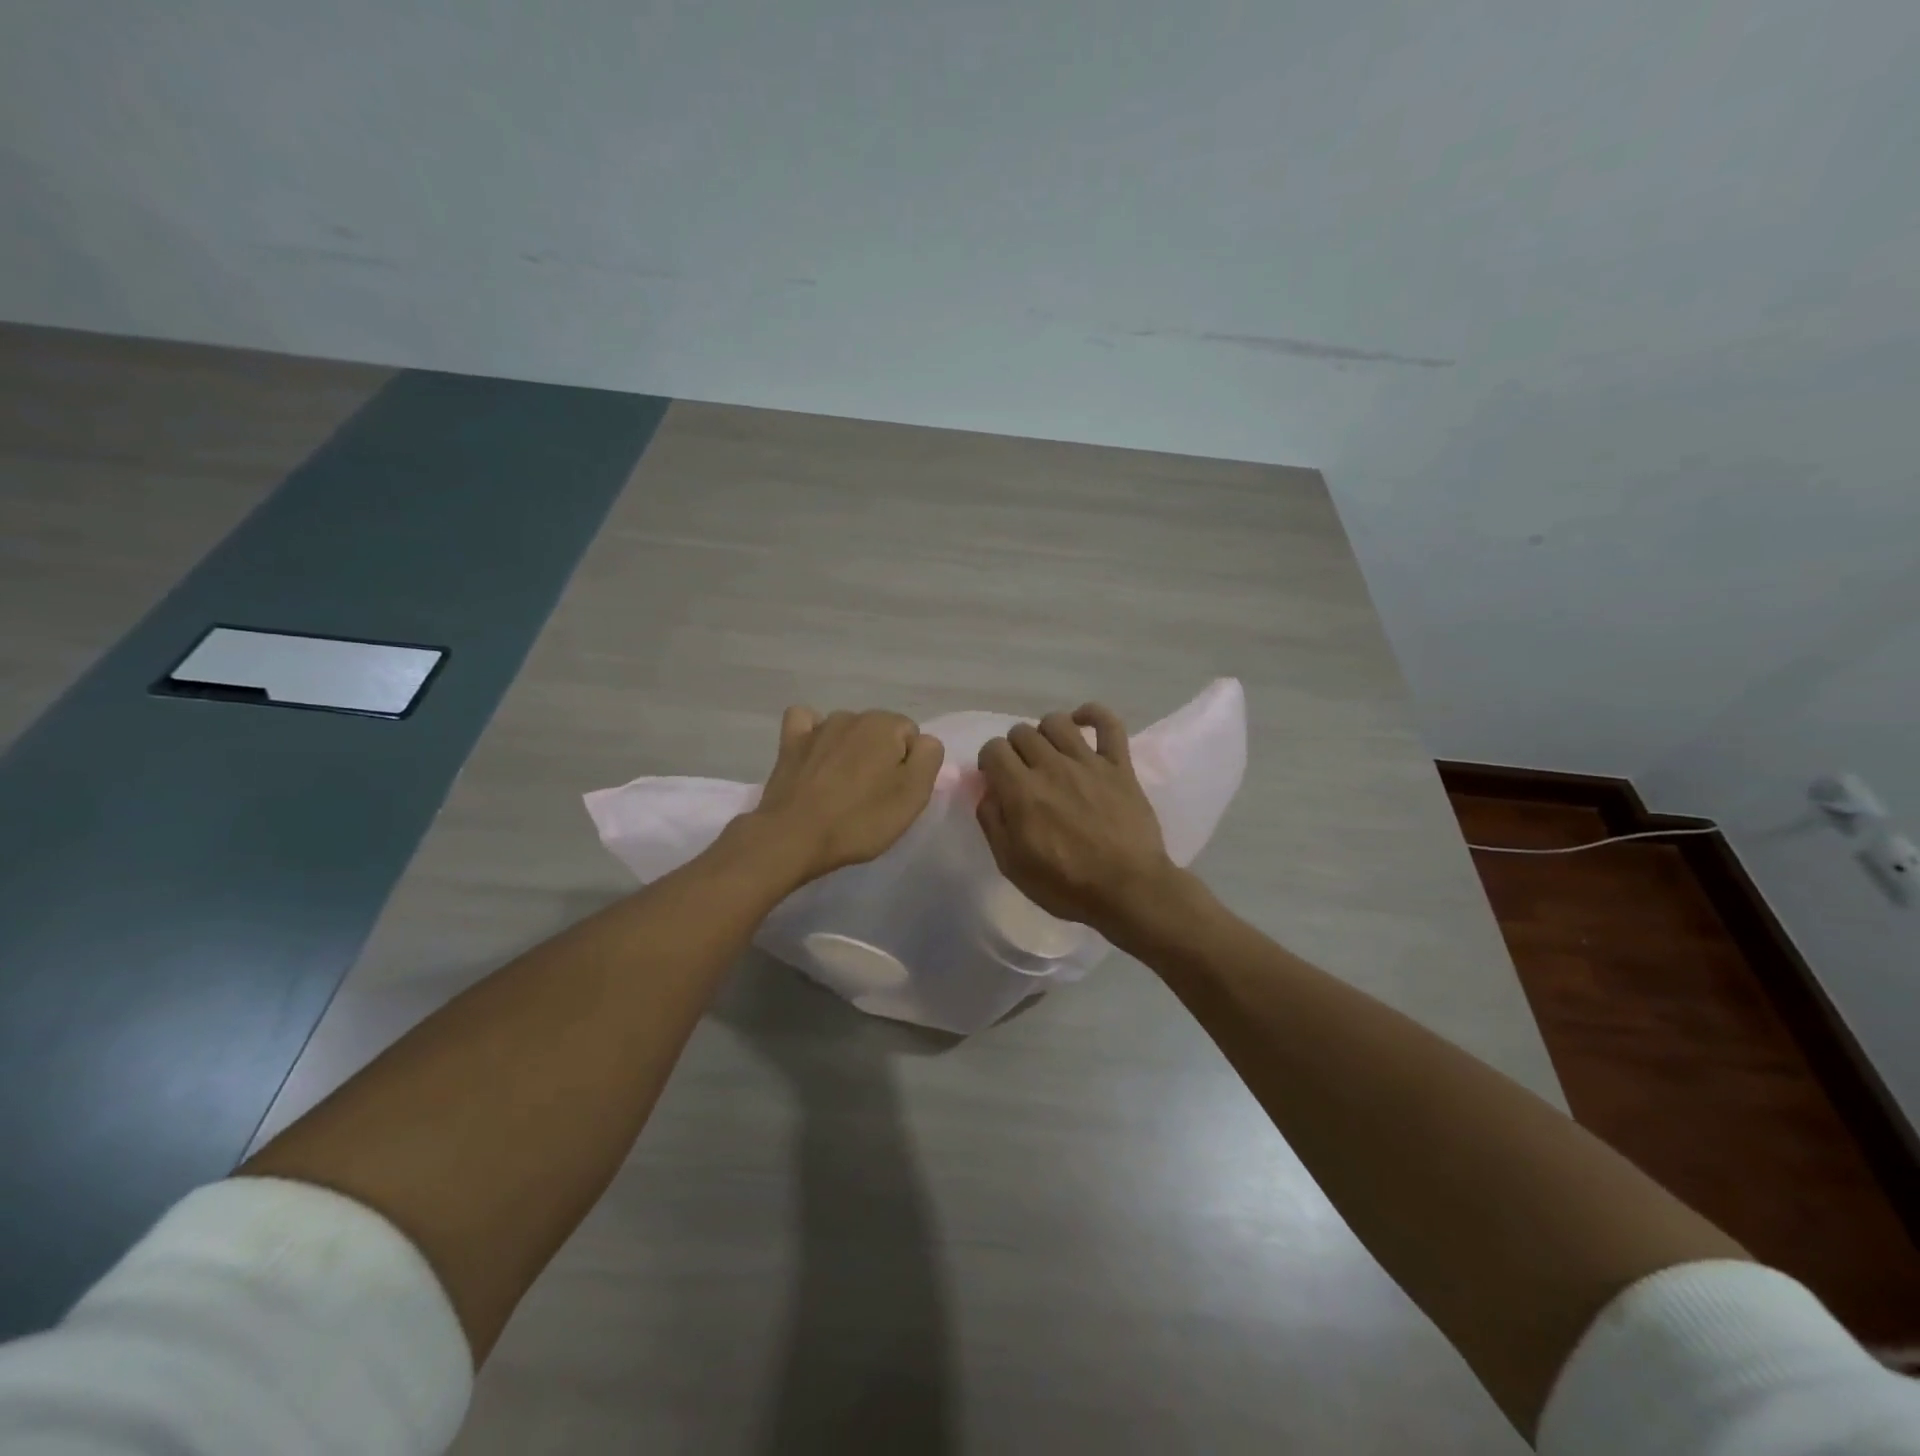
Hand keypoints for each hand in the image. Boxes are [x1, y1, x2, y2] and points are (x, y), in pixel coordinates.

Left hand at [746, 707, 944, 884]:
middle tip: (873, 797)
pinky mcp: (790, 742)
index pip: (912, 736)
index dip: (910, 766)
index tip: (897, 794)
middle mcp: (852, 716)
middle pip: (880, 732)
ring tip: (843, 787)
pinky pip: (808, 724)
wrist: (793, 838)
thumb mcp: (913, 795)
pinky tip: (816, 755)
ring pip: (847, 731)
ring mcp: (818, 727)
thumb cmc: (860, 820)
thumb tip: (924, 742)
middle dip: (881, 757)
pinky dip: (815, 736)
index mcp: (885, 725)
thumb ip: (929, 758)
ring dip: (851, 751)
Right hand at [975, 704, 1181, 936]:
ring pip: (1057, 721)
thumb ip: (992, 822)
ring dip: (1045, 733)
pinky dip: (1093, 714)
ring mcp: (1088, 762)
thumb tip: (988, 791)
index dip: (989, 762)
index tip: (996, 779)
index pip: (993, 749)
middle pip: (1022, 732)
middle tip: (1023, 773)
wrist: (1129, 890)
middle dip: (1015, 749)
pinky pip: (1109, 723)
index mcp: (1022, 791)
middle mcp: (1052, 767)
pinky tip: (1082, 722)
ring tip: (1050, 753)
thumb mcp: (1012, 865)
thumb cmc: (1066, 885)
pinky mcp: (1119, 765)